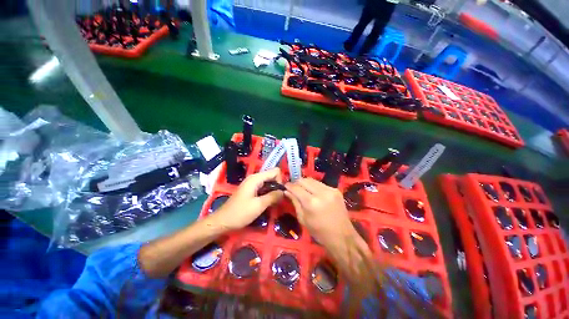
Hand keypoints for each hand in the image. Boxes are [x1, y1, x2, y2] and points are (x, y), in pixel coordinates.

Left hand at [208, 168, 283, 230]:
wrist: (222, 221)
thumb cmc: (240, 213)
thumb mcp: (259, 205)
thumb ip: (273, 196)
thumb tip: (284, 192)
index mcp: (256, 178)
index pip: (275, 171)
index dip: (280, 180)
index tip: (280, 193)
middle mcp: (254, 178)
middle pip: (272, 176)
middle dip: (277, 186)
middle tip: (279, 199)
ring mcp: (252, 184)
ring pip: (268, 182)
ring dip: (273, 190)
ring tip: (275, 202)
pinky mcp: (251, 190)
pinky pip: (264, 187)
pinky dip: (268, 193)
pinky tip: (268, 202)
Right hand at [284, 178, 355, 247]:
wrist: (342, 236)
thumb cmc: (319, 232)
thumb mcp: (303, 219)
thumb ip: (295, 202)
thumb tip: (287, 191)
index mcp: (311, 202)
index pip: (296, 188)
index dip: (289, 185)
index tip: (285, 186)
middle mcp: (321, 193)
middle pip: (304, 180)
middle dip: (297, 183)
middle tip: (294, 189)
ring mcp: (330, 190)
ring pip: (312, 180)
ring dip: (306, 184)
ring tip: (304, 190)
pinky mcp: (336, 190)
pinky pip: (321, 184)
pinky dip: (315, 186)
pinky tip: (315, 193)